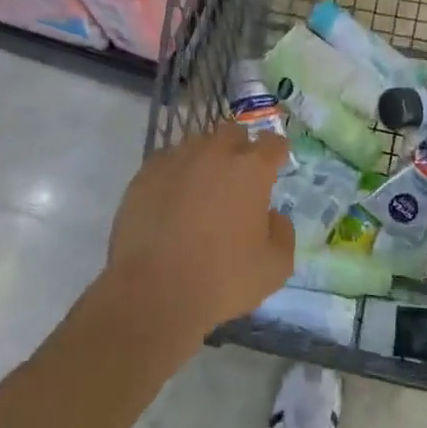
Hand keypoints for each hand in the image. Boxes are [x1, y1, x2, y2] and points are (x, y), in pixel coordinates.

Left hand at [104, 123, 294, 350]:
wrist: (154, 293)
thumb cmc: (223, 280)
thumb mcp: (275, 267)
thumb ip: (282, 232)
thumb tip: (272, 216)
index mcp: (251, 169)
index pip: (272, 143)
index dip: (276, 153)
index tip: (276, 165)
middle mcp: (214, 153)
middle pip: (232, 133)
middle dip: (239, 148)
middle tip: (238, 177)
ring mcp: (175, 161)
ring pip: (196, 145)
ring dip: (205, 159)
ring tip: (202, 189)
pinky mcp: (144, 176)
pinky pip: (166, 162)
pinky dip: (175, 174)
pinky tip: (172, 199)